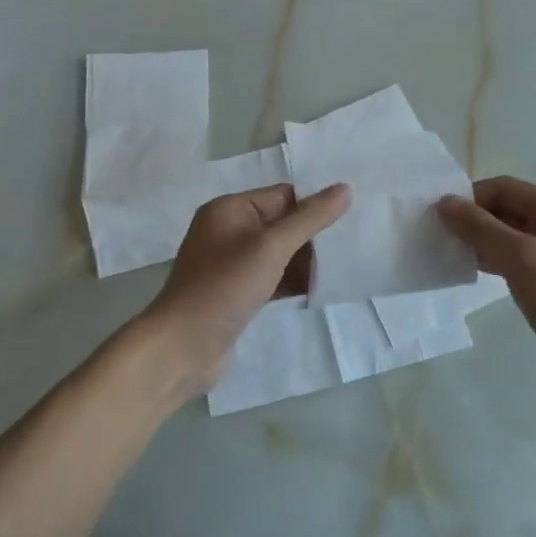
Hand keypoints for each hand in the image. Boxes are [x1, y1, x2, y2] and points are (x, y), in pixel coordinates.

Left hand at [141, 183, 350, 398]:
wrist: (183, 347)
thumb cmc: (225, 287)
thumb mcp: (271, 247)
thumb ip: (309, 219)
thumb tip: (344, 188)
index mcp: (229, 209)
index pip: (282, 195)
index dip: (314, 205)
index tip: (352, 217)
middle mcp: (228, 231)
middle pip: (282, 224)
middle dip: (313, 236)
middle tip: (352, 245)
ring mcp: (231, 264)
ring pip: (279, 254)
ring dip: (306, 261)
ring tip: (343, 268)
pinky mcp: (236, 293)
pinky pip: (272, 278)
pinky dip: (293, 282)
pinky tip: (320, 290)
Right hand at [436, 176, 535, 414]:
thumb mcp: (522, 259)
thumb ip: (480, 228)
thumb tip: (443, 202)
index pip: (502, 187)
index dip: (468, 198)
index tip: (435, 219)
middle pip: (504, 210)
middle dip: (470, 221)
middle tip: (434, 239)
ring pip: (506, 238)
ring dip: (478, 243)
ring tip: (445, 256)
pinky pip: (514, 262)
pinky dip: (490, 263)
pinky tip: (470, 275)